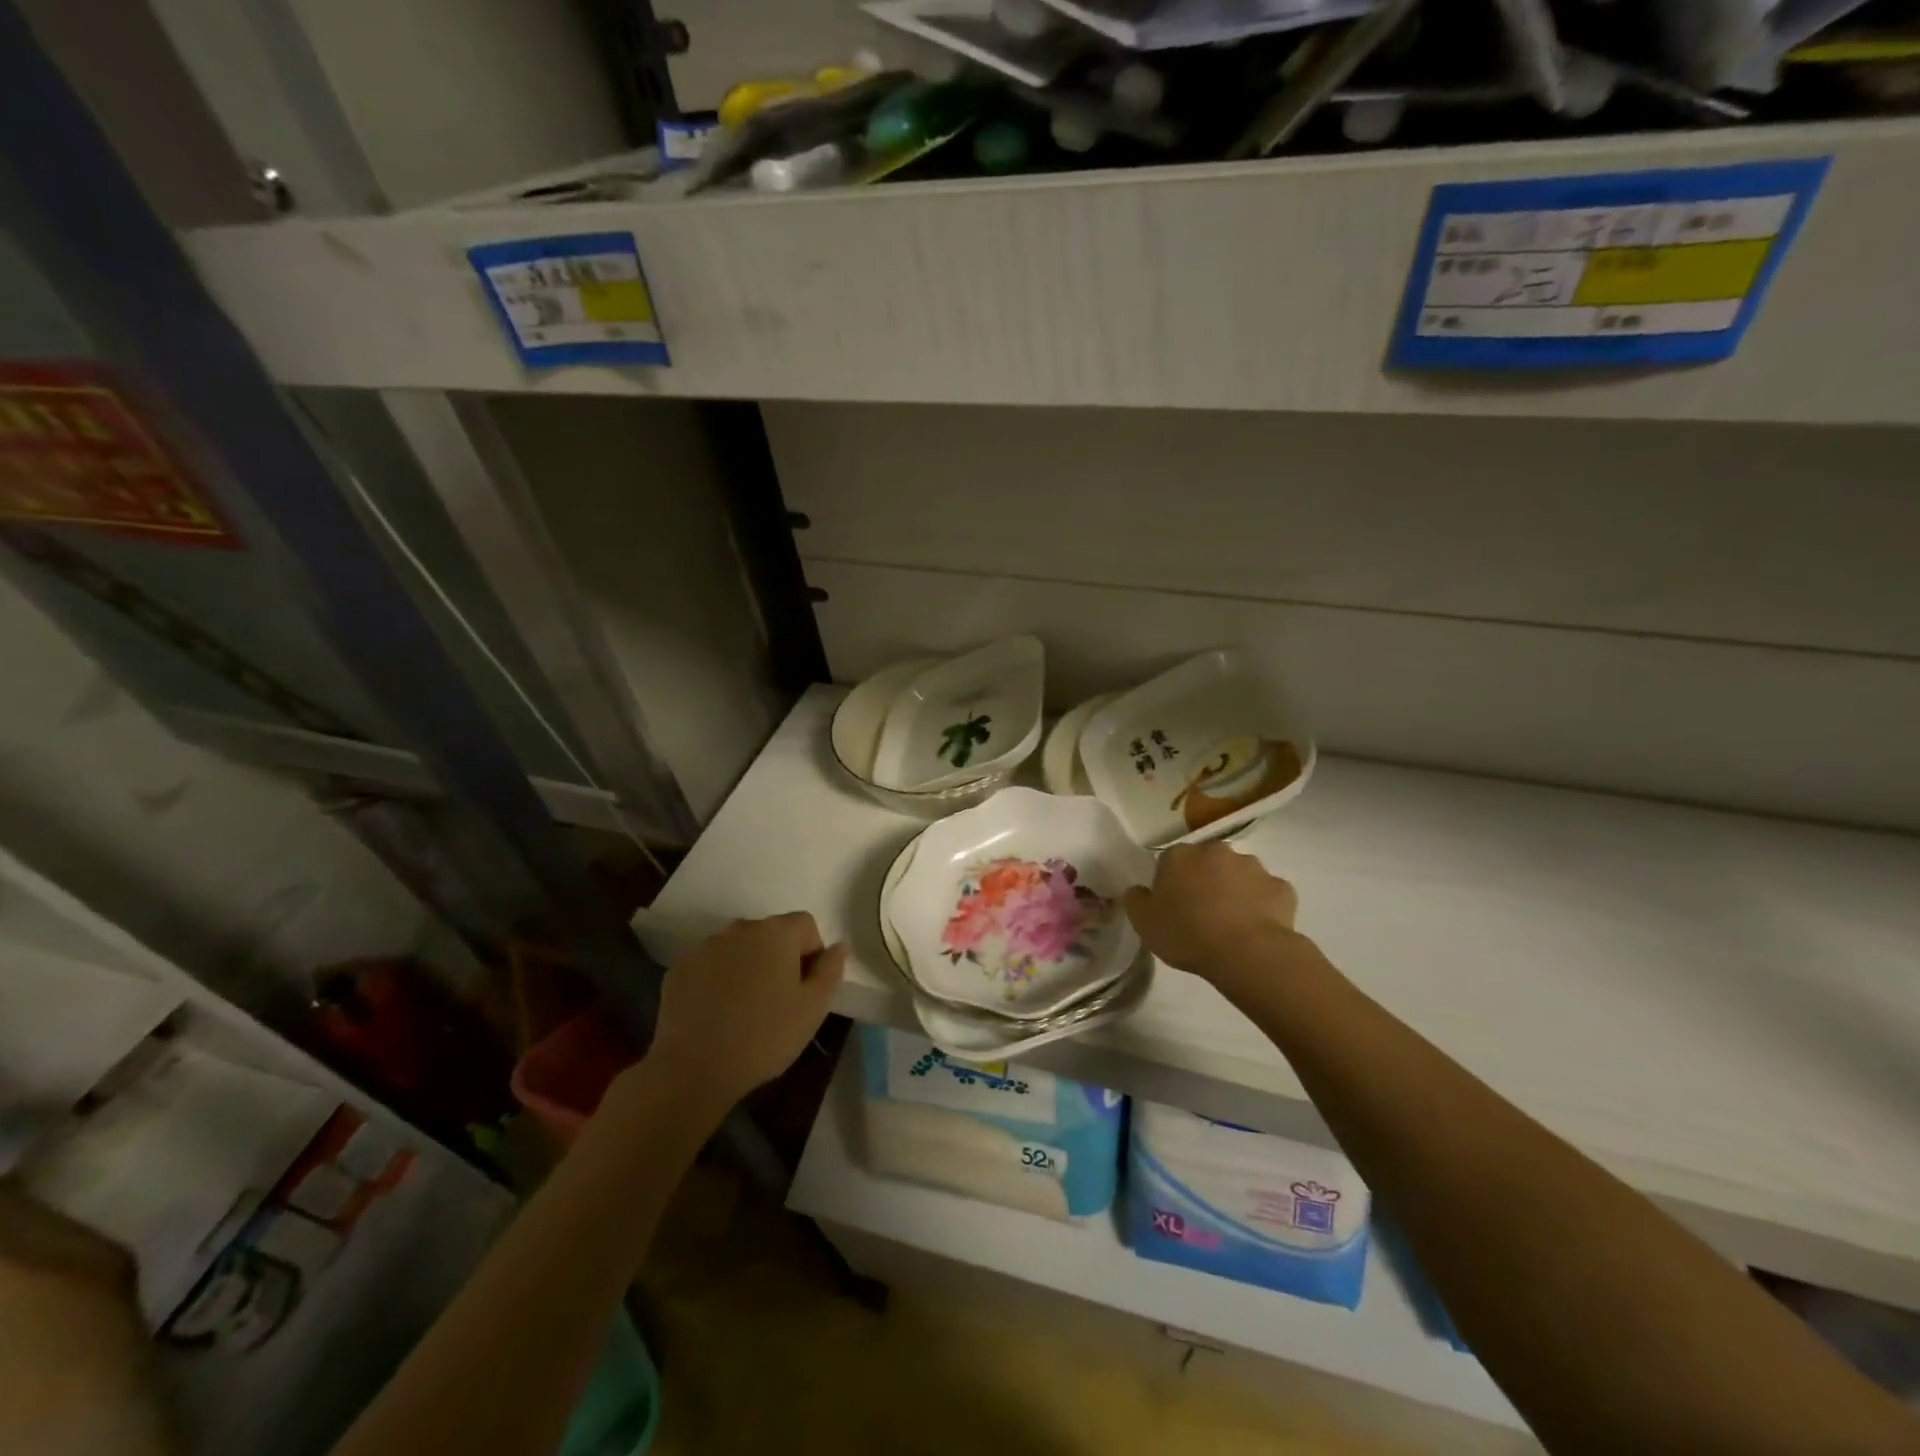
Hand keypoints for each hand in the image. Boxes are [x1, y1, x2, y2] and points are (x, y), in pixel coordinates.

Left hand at [645, 913, 846, 1107]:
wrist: (694, 1068)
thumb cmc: (765, 1036)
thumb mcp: (814, 1008)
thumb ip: (831, 969)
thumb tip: (841, 944)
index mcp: (777, 932)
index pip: (806, 925)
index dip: (811, 954)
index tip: (804, 989)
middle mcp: (740, 928)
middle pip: (770, 933)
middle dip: (778, 958)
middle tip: (776, 1001)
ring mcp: (705, 946)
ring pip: (738, 948)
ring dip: (746, 966)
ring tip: (743, 1008)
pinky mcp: (679, 967)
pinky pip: (710, 964)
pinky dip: (717, 979)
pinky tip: (716, 1012)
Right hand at [1123, 843, 1314, 998]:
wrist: (1248, 953)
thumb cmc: (1187, 934)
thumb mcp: (1144, 922)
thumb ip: (1136, 900)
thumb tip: (1138, 890)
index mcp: (1180, 855)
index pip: (1169, 861)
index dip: (1170, 884)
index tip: (1172, 908)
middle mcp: (1217, 851)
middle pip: (1206, 862)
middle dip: (1204, 880)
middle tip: (1201, 914)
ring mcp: (1254, 866)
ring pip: (1239, 875)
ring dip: (1234, 891)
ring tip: (1231, 925)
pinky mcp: (1282, 888)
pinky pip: (1267, 894)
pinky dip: (1262, 906)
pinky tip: (1256, 929)